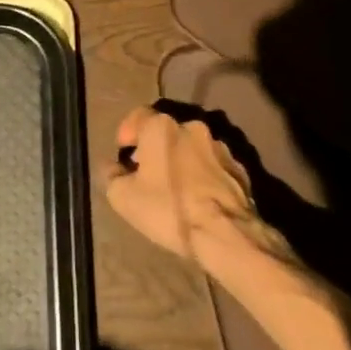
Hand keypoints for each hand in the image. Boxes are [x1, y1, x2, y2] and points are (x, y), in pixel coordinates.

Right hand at [105, 106, 275, 269]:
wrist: (225, 233)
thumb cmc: (168, 208)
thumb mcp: (123, 197)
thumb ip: (111, 175)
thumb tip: (111, 166)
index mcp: (162, 127)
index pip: (137, 116)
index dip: (127, 133)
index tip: (123, 154)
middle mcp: (192, 127)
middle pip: (166, 131)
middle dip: (154, 148)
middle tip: (147, 174)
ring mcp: (220, 146)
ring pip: (191, 147)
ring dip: (181, 161)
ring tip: (176, 189)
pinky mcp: (239, 167)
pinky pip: (212, 165)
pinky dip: (202, 175)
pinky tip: (199, 199)